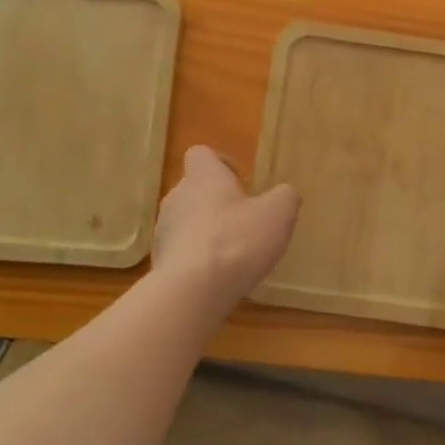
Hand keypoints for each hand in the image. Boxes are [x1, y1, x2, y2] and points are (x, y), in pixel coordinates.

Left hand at [153, 146, 299, 306]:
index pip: (201, 154)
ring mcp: (164, 230)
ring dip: (206, 231)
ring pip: (186, 221)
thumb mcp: (278, 213)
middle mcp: (177, 196)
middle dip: (217, 202)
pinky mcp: (159, 261)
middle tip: (244, 221)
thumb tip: (284, 193)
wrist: (193, 290)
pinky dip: (197, 259)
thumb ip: (285, 196)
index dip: (221, 163)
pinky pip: (181, 252)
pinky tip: (217, 276)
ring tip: (232, 253)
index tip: (240, 181)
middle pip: (194, 189)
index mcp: (203, 177)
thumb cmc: (238, 240)